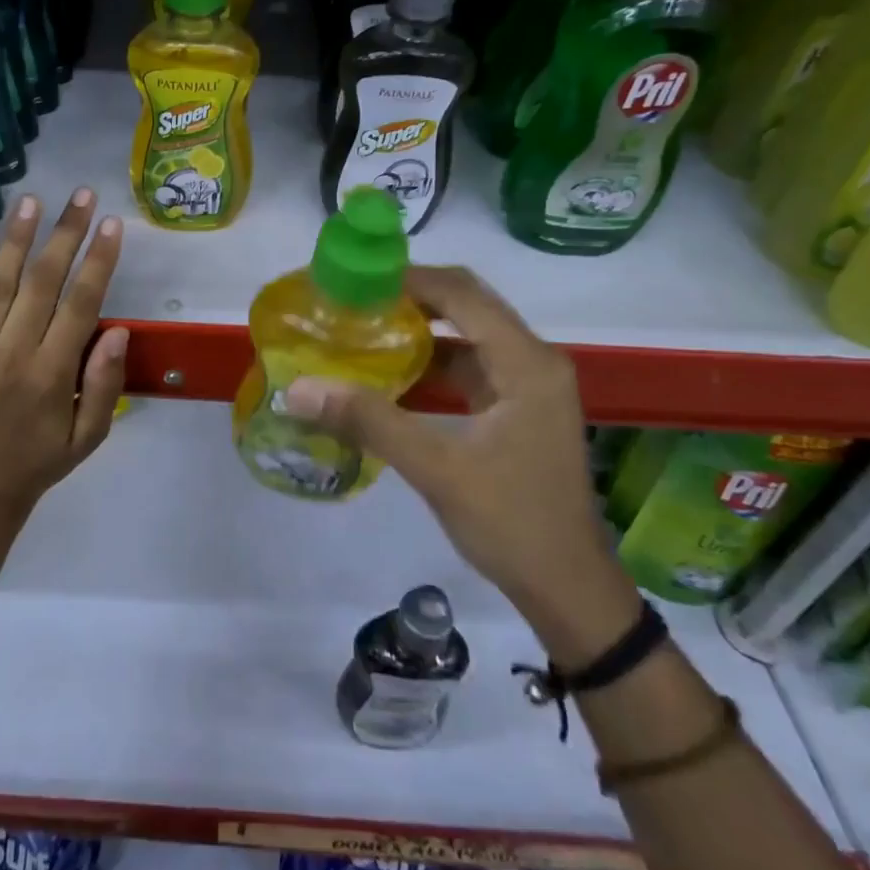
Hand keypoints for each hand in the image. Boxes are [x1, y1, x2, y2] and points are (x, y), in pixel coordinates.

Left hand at [0, 189, 126, 517]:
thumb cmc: (43, 458)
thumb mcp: (90, 435)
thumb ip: (105, 384)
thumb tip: (118, 329)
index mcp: (51, 376)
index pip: (80, 305)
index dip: (98, 261)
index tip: (112, 225)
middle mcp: (10, 357)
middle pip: (41, 283)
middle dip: (64, 234)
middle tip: (80, 196)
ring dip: (14, 241)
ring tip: (30, 202)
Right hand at [283, 266, 635, 649]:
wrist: (569, 591)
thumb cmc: (513, 524)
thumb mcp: (437, 469)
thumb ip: (370, 421)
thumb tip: (301, 389)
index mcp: (526, 363)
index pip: (462, 295)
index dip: (409, 279)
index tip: (356, 279)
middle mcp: (532, 361)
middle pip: (466, 305)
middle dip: (410, 297)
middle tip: (354, 299)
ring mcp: (527, 385)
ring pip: (466, 336)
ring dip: (419, 330)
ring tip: (363, 328)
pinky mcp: (517, 408)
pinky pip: (469, 367)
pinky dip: (431, 363)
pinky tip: (391, 373)